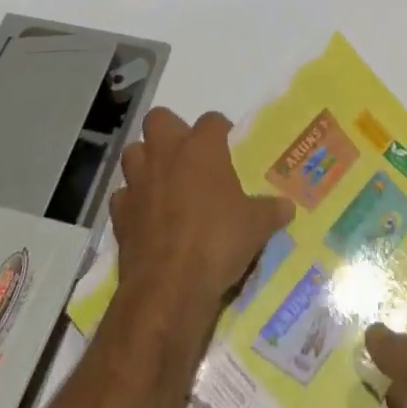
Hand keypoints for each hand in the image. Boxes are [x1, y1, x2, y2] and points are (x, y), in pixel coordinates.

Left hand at [112, 109, 292, 329]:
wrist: (169, 288)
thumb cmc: (218, 242)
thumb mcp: (257, 226)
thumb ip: (271, 210)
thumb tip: (287, 207)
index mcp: (202, 147)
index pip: (212, 120)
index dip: (220, 132)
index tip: (228, 149)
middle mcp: (166, 154)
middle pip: (160, 119)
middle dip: (171, 132)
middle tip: (188, 157)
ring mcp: (138, 182)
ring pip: (134, 153)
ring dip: (145, 163)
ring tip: (164, 183)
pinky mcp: (119, 214)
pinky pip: (123, 196)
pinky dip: (132, 202)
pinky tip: (146, 217)